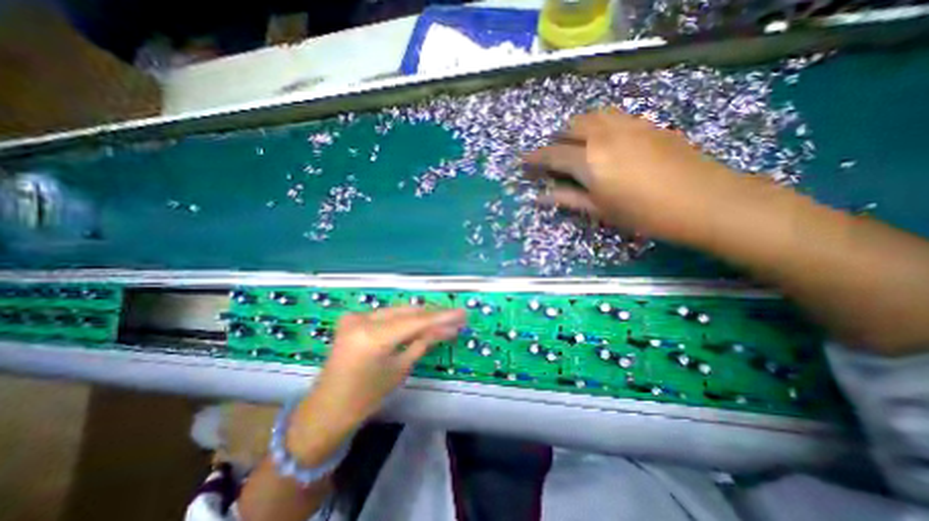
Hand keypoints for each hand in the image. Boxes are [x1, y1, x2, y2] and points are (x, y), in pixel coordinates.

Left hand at [286, 305, 468, 463]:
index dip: (441, 317)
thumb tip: (448, 328)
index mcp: (373, 337)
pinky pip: (387, 315)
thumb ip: (423, 342)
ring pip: (398, 311)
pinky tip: (421, 322)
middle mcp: (363, 319)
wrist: (327, 409)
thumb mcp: (400, 369)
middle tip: (456, 318)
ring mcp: (356, 316)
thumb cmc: (366, 397)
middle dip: (433, 315)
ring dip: (420, 316)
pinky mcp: (354, 318)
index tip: (462, 313)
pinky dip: (404, 319)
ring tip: (443, 320)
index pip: (416, 321)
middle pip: (407, 312)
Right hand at [522, 108, 745, 246]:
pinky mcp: (648, 124)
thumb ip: (567, 199)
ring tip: (575, 142)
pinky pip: (615, 116)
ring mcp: (629, 125)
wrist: (704, 201)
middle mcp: (604, 136)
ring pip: (594, 115)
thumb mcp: (599, 210)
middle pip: (572, 127)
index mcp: (589, 161)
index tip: (522, 160)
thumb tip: (540, 197)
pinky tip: (604, 138)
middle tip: (552, 154)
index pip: (552, 154)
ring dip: (578, 126)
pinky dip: (600, 123)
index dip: (535, 158)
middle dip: (557, 138)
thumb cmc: (643, 214)